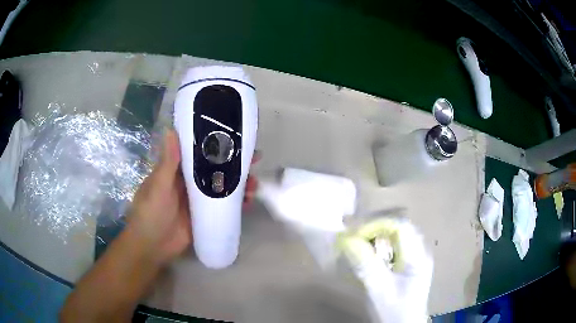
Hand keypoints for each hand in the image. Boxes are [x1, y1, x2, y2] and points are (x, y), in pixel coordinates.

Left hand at [127, 130, 259, 264]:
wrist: (153, 247)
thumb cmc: (150, 213)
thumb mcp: (158, 187)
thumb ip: (168, 163)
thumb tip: (171, 130)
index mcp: (177, 170)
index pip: (199, 152)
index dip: (216, 144)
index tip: (236, 138)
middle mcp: (190, 181)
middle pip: (215, 168)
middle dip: (234, 164)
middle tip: (255, 160)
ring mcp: (199, 199)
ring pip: (222, 186)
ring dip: (239, 184)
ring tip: (254, 185)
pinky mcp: (205, 215)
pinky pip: (223, 206)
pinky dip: (236, 203)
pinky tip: (248, 203)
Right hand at [340, 219, 432, 322]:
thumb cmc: (395, 311)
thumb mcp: (380, 290)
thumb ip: (366, 266)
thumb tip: (346, 240)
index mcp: (418, 257)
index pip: (400, 227)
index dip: (376, 225)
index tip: (354, 234)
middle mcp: (419, 252)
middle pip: (398, 228)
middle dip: (374, 227)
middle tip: (351, 232)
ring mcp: (414, 258)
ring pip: (395, 236)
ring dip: (375, 234)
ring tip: (355, 239)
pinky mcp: (408, 265)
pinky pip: (393, 246)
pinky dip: (378, 245)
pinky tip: (366, 251)